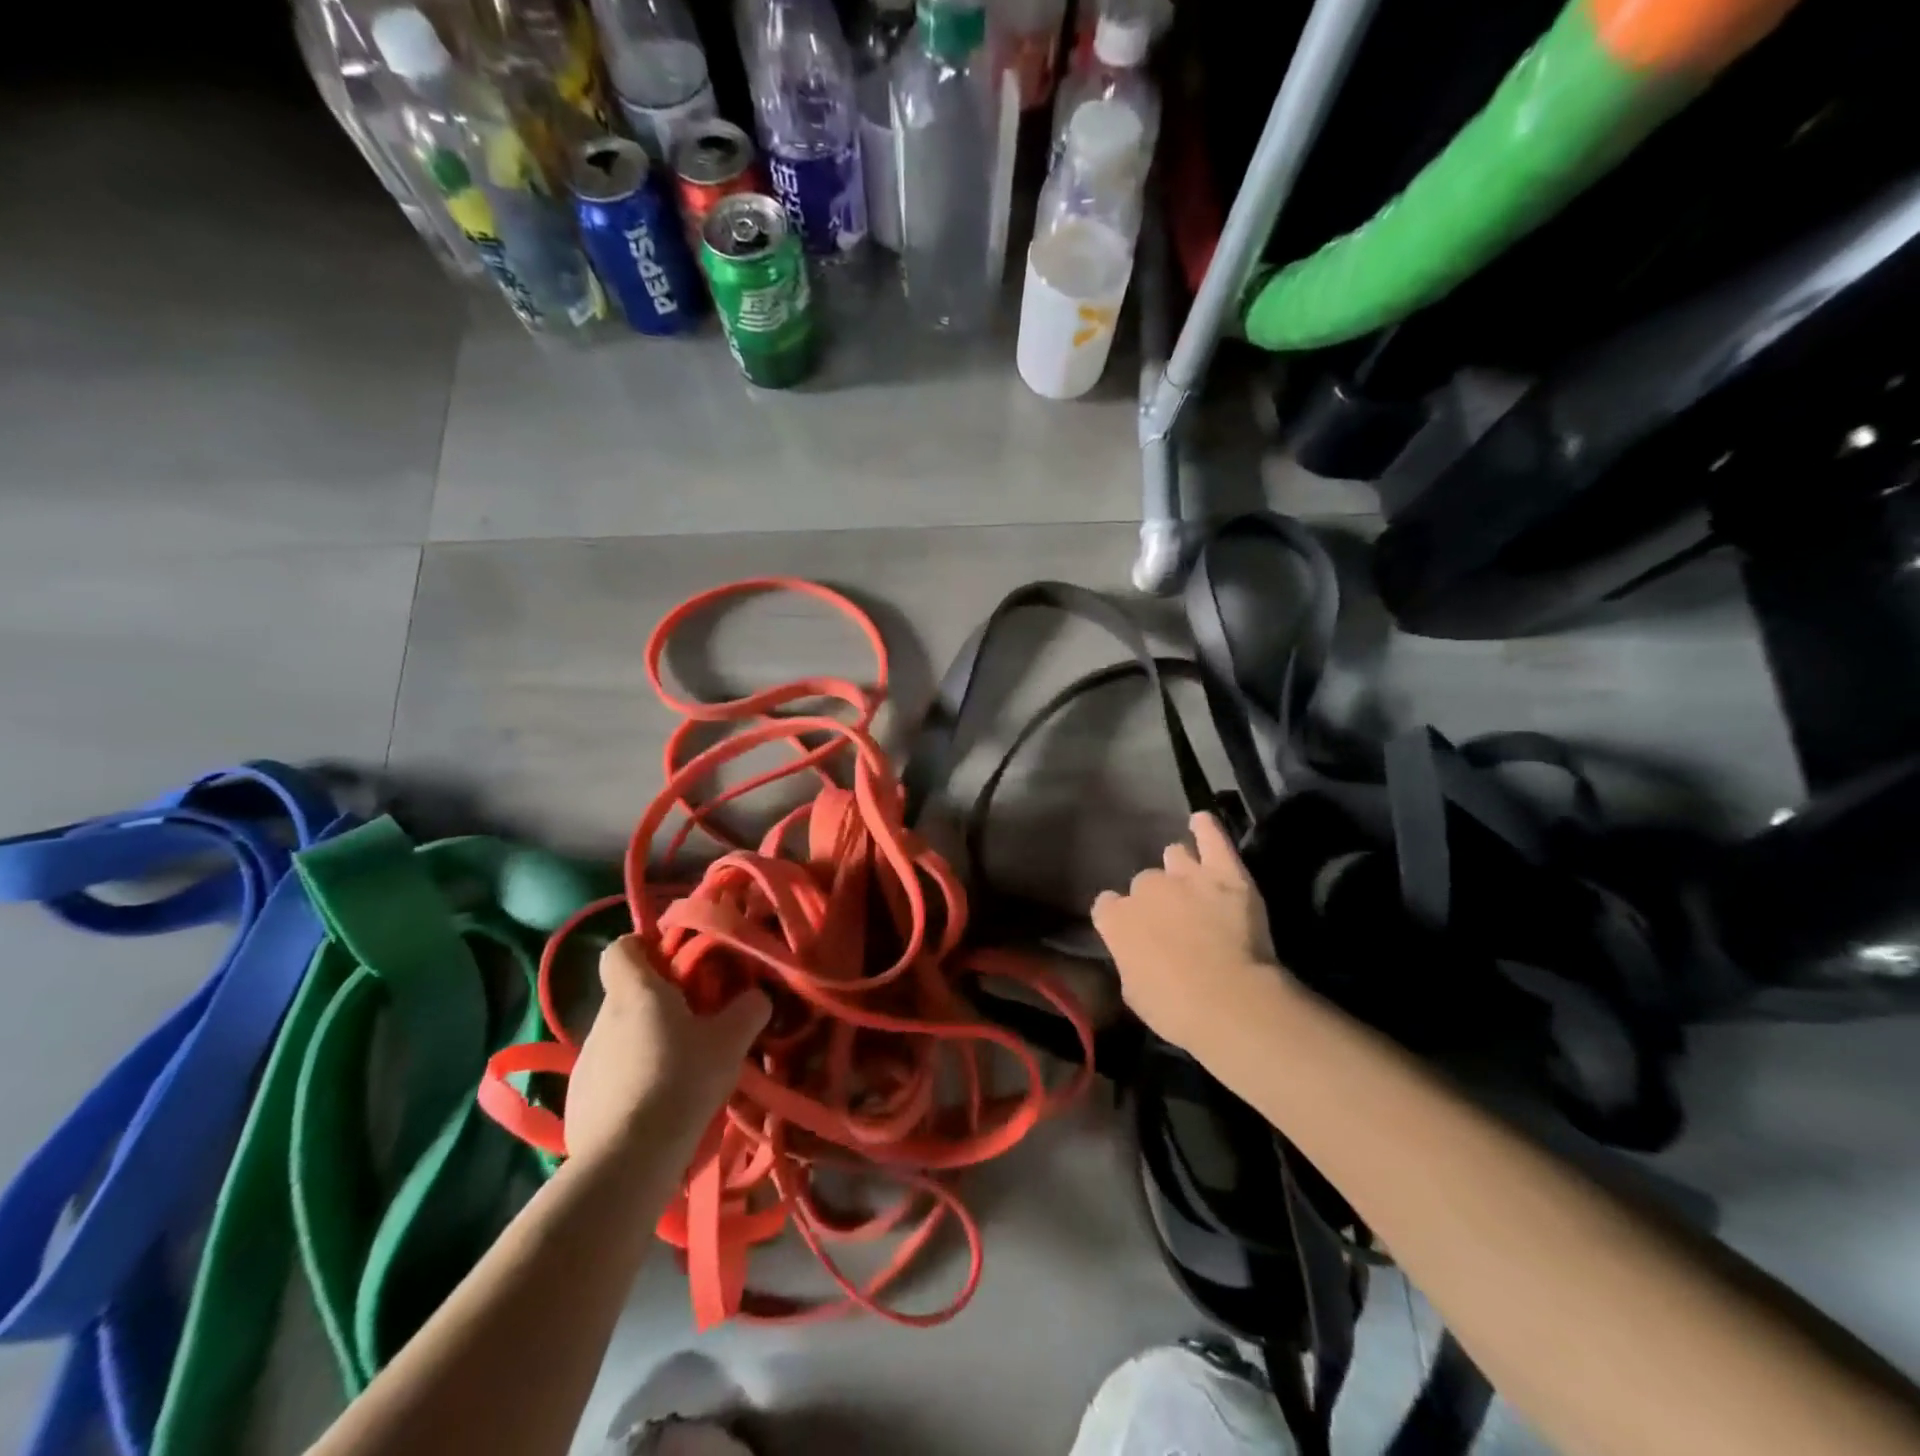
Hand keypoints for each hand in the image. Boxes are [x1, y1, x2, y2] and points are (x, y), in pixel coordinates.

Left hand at [564, 936, 769, 1169]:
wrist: (628, 1159)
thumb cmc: (681, 1079)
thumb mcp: (731, 1041)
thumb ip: (749, 1008)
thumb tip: (757, 996)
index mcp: (636, 991)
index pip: (623, 947)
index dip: (646, 948)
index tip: (676, 964)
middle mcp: (603, 1018)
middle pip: (628, 993)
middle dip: (659, 1001)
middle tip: (697, 1021)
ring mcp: (585, 1061)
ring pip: (620, 1035)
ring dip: (646, 1042)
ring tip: (680, 1069)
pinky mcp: (579, 1100)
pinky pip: (610, 1074)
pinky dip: (631, 1079)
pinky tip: (656, 1104)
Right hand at [1091, 812, 1283, 1056]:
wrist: (1230, 1001)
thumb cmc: (1176, 1009)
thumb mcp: (1134, 993)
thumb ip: (1130, 961)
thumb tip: (1136, 952)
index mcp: (1116, 920)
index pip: (1107, 905)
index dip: (1122, 918)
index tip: (1134, 932)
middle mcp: (1145, 888)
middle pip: (1144, 882)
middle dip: (1156, 898)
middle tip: (1175, 923)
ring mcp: (1185, 875)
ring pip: (1175, 856)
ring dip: (1180, 868)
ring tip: (1193, 885)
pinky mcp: (1224, 872)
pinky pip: (1212, 838)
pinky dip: (1206, 829)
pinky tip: (1201, 821)